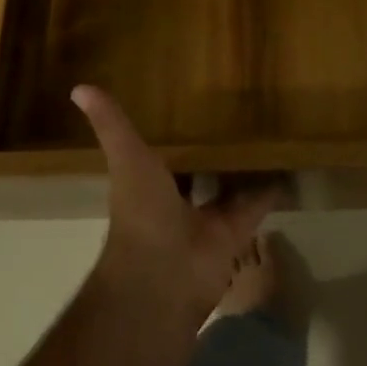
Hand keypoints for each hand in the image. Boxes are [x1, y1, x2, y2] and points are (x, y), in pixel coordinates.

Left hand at [73, 85, 274, 324]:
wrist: (164, 277)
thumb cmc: (141, 215)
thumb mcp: (127, 160)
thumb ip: (111, 126)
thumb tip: (79, 87)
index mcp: (147, 185)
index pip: (160, 155)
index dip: (170, 135)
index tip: (187, 106)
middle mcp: (176, 202)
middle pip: (196, 172)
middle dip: (209, 152)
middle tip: (235, 116)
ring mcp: (206, 220)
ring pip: (228, 189)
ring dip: (242, 170)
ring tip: (265, 135)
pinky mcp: (235, 233)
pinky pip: (256, 206)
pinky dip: (271, 190)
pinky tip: (287, 165)